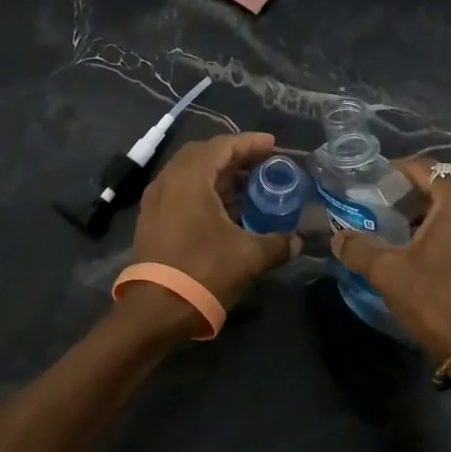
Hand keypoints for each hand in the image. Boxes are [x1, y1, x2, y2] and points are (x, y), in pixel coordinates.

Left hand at [132, 131, 299, 311]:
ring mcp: (156, 200)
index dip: (250, 143)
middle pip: (204, 154)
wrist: (156, 309)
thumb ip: (278, 243)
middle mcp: (168, 180)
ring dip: (219, 175)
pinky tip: (226, 209)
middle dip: (234, 156)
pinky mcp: (152, 219)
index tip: (273, 144)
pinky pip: (181, 191)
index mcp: (190, 177)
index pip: (222, 145)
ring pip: (190, 174)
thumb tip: (298, 240)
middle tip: (262, 163)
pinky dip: (205, 191)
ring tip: (249, 186)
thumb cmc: (203, 271)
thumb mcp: (249, 256)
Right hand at [332, 159, 450, 364]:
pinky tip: (445, 259)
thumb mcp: (389, 274)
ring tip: (415, 238)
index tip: (375, 185)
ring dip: (442, 219)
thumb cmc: (440, 301)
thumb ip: (359, 248)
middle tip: (390, 214)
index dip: (396, 173)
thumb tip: (338, 237)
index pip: (425, 168)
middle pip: (448, 189)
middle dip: (418, 198)